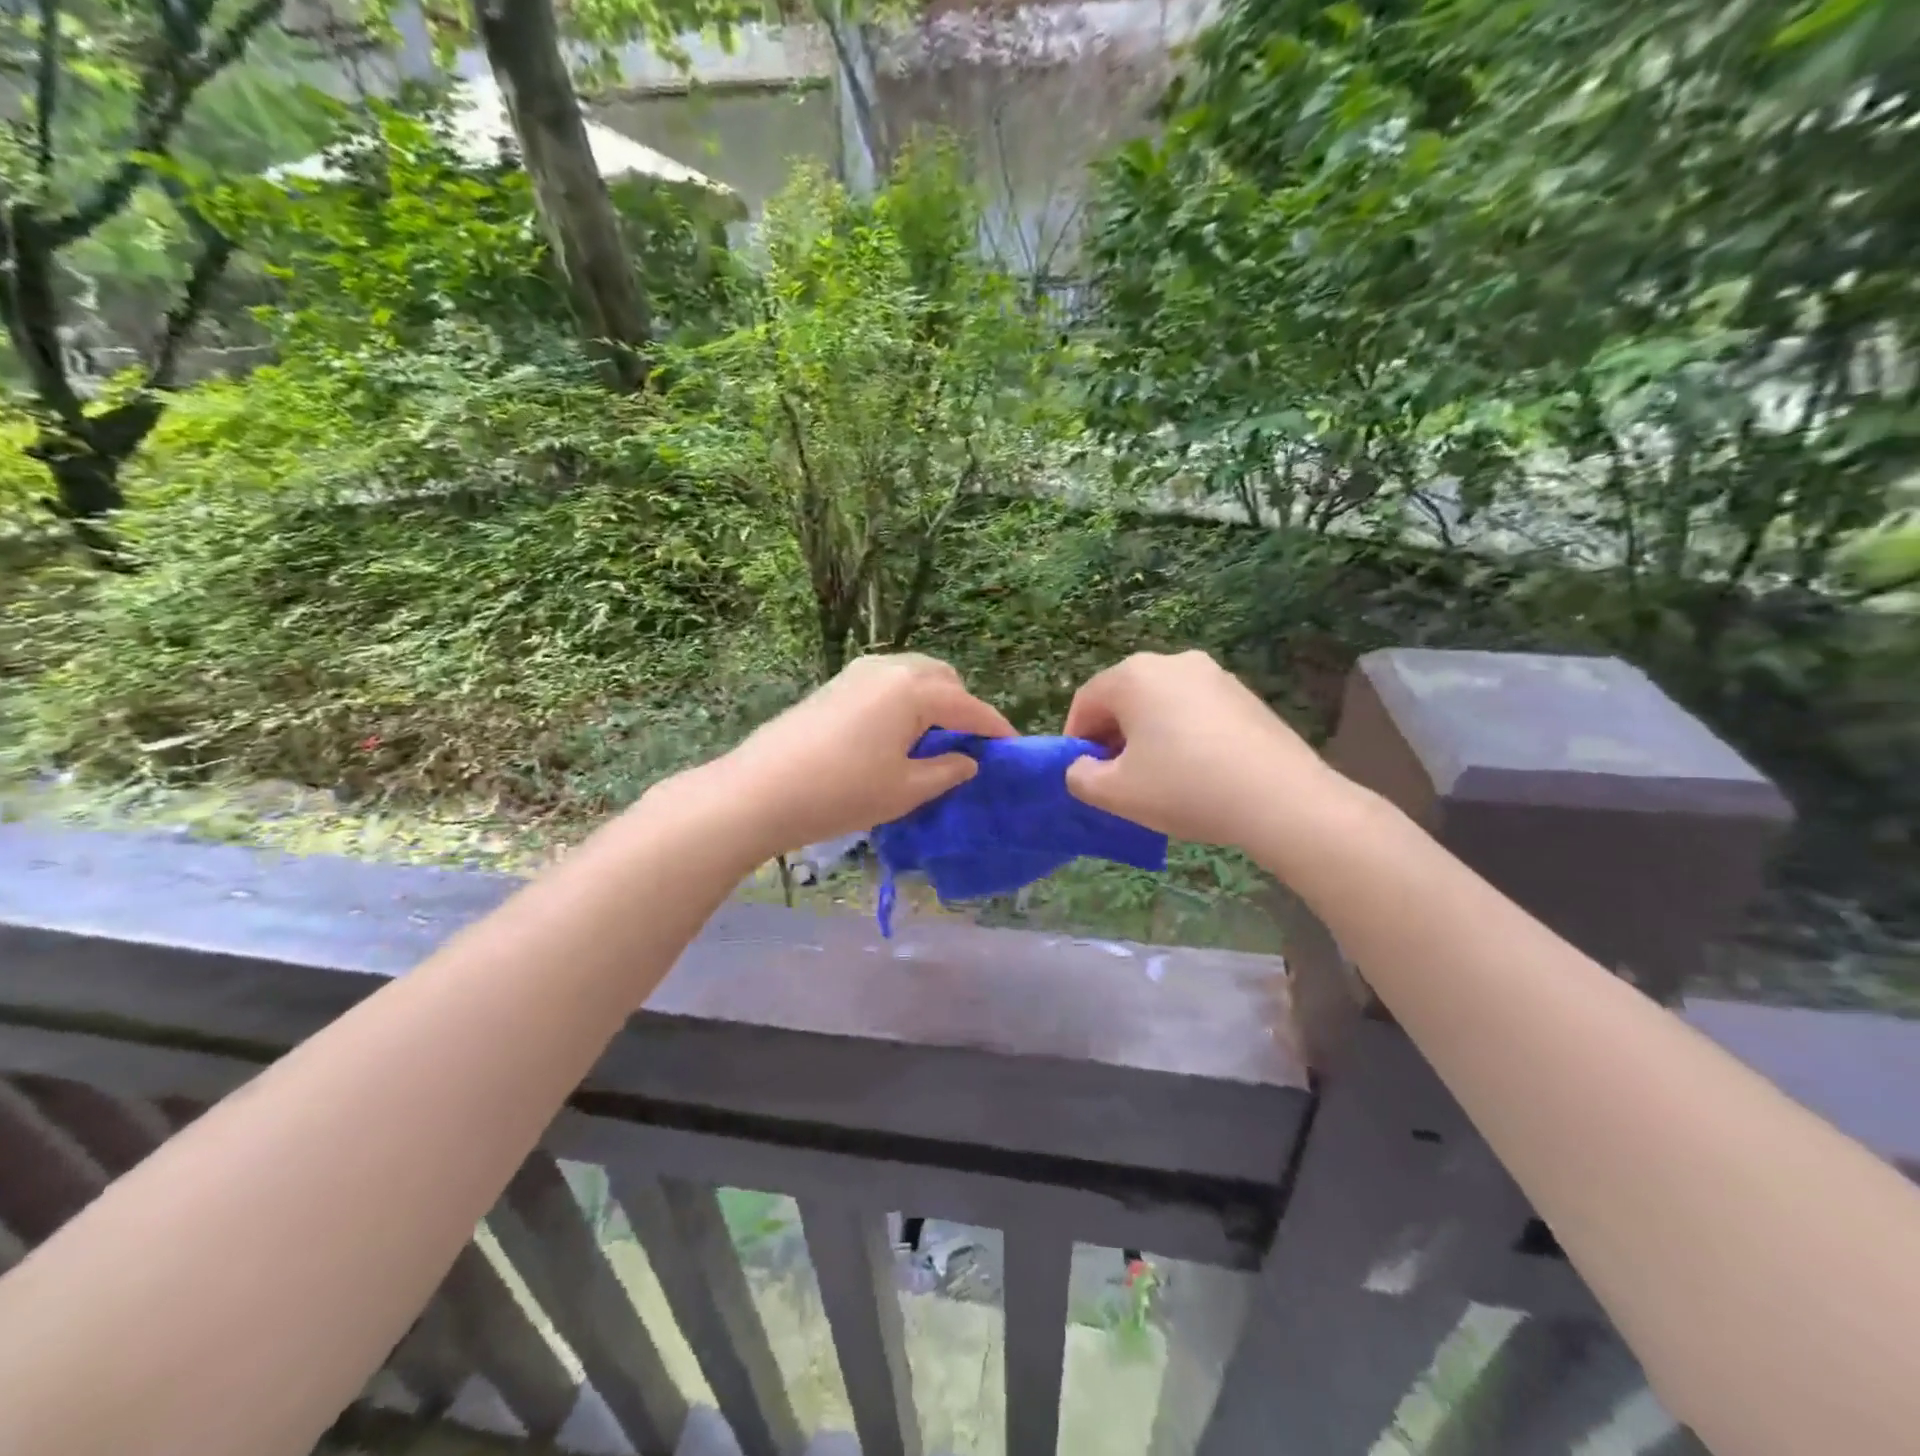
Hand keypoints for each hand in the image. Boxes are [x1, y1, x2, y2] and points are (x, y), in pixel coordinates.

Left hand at [707, 653, 1014, 855]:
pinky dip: (906, 701)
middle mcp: (890, 668)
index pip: (970, 706)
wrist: (759, 791)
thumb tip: (969, 759)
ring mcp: (858, 672)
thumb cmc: (842, 792)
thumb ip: (947, 771)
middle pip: (943, 679)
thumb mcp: (905, 790)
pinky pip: (888, 683)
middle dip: (963, 708)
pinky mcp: (836, 684)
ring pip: (914, 676)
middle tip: (968, 747)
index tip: (1014, 749)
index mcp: (914, 689)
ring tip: (934, 742)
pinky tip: (897, 735)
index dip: (996, 729)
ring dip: (934, 701)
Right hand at [1063, 651, 1345, 850]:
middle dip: (1113, 736)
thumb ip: (1079, 776)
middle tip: (1118, 778)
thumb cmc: (1184, 788)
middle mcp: (1172, 661)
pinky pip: (1195, 710)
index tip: (1083, 773)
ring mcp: (1213, 674)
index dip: (1076, 739)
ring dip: (1148, 735)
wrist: (1280, 798)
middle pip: (1124, 698)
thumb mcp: (1115, 793)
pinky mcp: (1243, 694)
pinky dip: (1183, 734)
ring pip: (1161, 703)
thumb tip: (1083, 765)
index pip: (1086, 702)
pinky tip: (1196, 771)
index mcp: (1133, 676)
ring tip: (1159, 777)